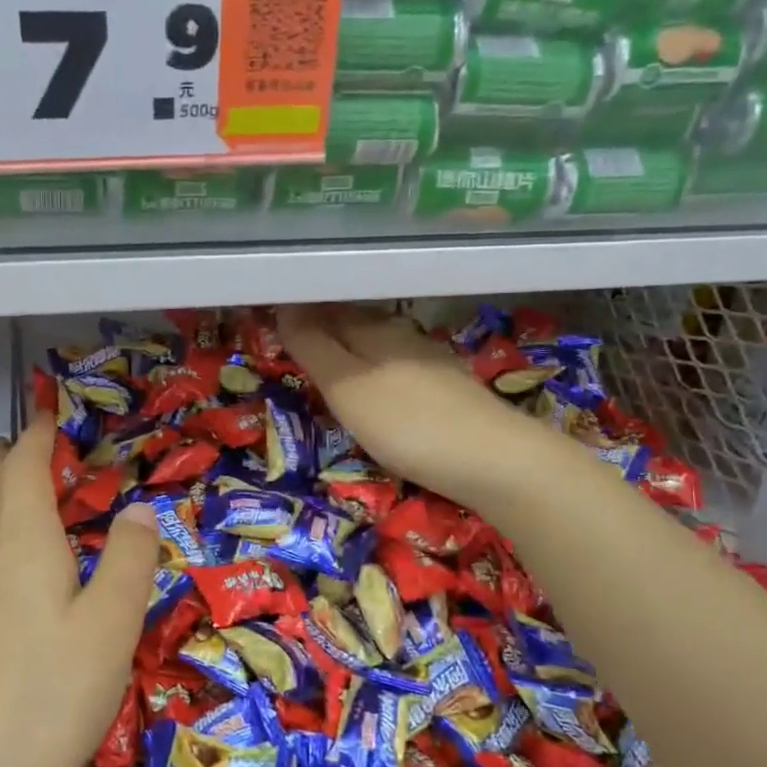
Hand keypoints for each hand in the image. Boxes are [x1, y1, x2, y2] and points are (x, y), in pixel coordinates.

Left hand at [0, 419, 159, 766]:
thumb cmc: (46, 697)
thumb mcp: (111, 627)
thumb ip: (131, 560)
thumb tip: (138, 509)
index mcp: (20, 540)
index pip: (25, 466)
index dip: (39, 434)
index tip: (49, 412)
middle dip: (9, 457)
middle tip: (32, 443)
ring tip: (16, 489)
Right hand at [279, 304, 532, 508]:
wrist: (495, 461)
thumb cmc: (408, 424)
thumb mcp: (347, 388)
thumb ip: (314, 348)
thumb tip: (284, 305)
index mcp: (374, 330)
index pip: (326, 310)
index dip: (298, 314)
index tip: (271, 321)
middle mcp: (403, 336)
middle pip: (354, 322)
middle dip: (324, 327)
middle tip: (293, 342)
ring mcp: (431, 361)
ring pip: (380, 344)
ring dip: (352, 348)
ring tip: (329, 364)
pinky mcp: (450, 389)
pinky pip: (400, 367)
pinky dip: (378, 371)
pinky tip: (379, 388)